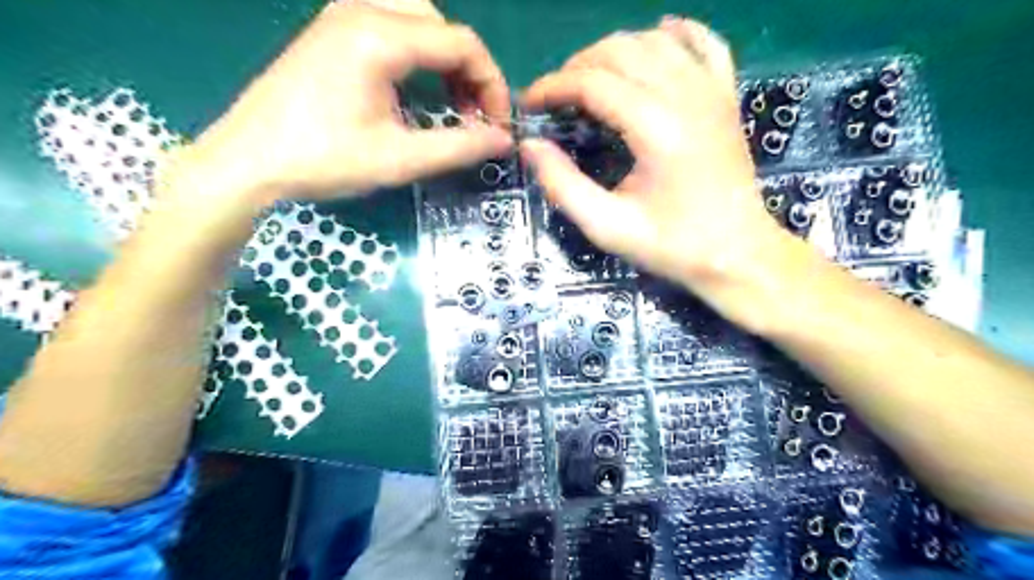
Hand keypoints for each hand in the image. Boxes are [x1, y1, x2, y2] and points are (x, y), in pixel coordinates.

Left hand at [182, 0, 515, 204]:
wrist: (247, 161)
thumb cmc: (323, 161)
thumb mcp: (399, 159)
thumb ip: (459, 146)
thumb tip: (503, 140)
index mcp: (379, 37)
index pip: (462, 44)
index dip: (492, 85)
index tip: (498, 125)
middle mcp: (362, 10)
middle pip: (443, 27)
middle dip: (470, 73)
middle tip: (474, 118)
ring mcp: (342, 16)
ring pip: (420, 21)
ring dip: (446, 61)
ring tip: (451, 105)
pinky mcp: (332, 31)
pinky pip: (393, 27)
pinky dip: (419, 56)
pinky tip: (417, 91)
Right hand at [522, 15, 794, 308]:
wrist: (738, 254)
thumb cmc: (673, 246)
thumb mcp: (608, 227)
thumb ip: (563, 185)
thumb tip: (531, 146)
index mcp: (656, 128)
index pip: (593, 82)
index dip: (553, 87)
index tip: (529, 104)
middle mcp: (686, 96)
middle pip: (620, 50)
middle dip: (577, 67)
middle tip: (556, 99)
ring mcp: (712, 91)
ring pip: (655, 40)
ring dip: (614, 51)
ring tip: (590, 80)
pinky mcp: (726, 97)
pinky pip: (704, 43)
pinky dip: (676, 34)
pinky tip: (658, 37)